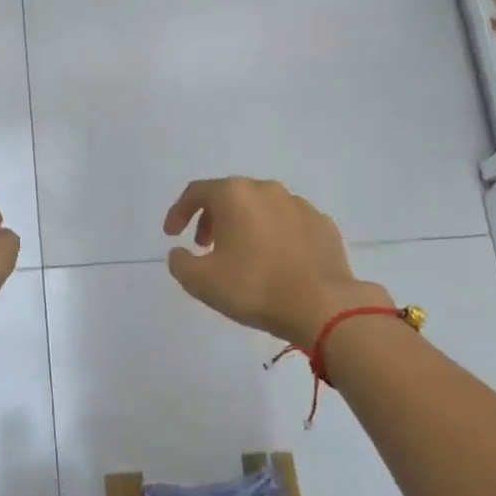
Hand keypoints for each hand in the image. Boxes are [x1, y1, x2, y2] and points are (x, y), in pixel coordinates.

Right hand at [163, 177, 391, 346]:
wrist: (322, 305)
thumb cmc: (254, 287)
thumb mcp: (200, 281)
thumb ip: (180, 262)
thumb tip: (180, 253)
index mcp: (235, 195)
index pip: (196, 192)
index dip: (178, 212)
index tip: (172, 234)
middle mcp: (267, 190)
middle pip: (230, 196)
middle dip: (212, 218)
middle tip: (205, 246)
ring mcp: (299, 205)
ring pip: (261, 208)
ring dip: (244, 226)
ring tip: (240, 255)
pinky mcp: (323, 225)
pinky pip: (288, 224)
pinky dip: (274, 236)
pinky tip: (274, 262)